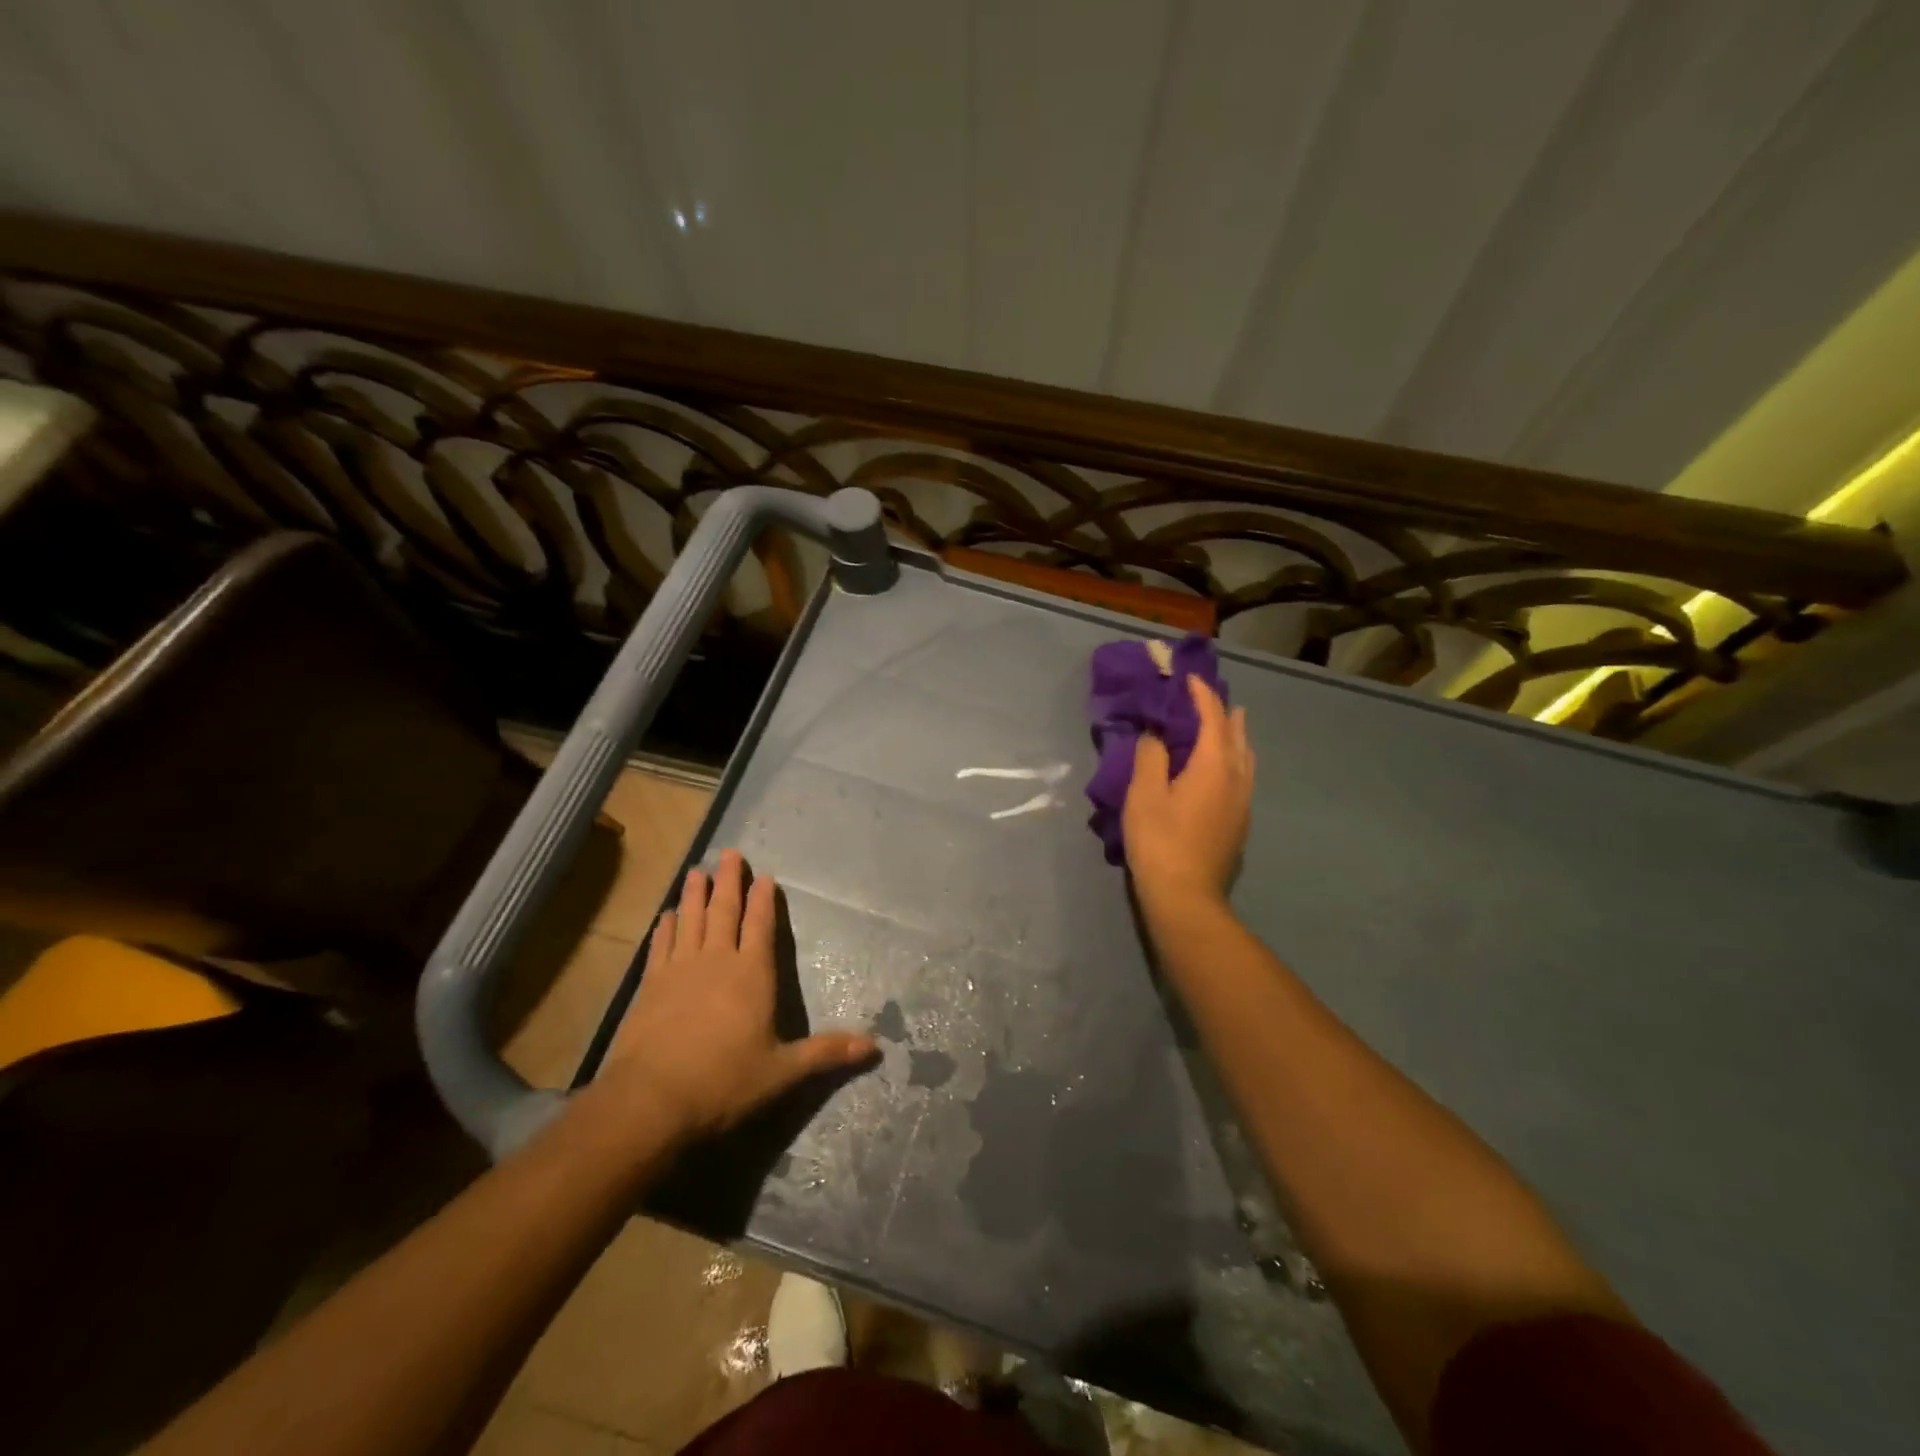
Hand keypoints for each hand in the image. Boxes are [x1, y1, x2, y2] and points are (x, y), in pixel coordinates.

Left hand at [598, 850, 877, 1140]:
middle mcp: (717, 961)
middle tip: (730, 853)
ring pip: (691, 920)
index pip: (761, 926)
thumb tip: (875, 1046)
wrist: (651, 1100)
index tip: (764, 875)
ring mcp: (680, 970)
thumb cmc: (724, 1082)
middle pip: (725, 912)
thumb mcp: (783, 1072)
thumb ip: (826, 1053)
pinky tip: (666, 916)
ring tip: (697, 871)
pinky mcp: (650, 985)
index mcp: (752, 974)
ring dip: (695, 895)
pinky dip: (664, 927)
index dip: (764, 899)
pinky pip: (659, 946)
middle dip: (729, 881)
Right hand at [1122, 674, 1254, 909]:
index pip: (1212, 718)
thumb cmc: (1159, 840)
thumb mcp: (1144, 794)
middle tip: (1207, 696)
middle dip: (1223, 711)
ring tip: (1226, 723)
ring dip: (1234, 734)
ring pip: (1245, 756)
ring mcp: (1242, 801)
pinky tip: (1222, 766)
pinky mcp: (1240, 821)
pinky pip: (1243, 774)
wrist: (1185, 895)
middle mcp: (1236, 777)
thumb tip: (1155, 735)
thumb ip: (1151, 757)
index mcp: (1214, 765)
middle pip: (1236, 734)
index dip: (1201, 694)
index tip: (1188, 677)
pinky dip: (1234, 756)